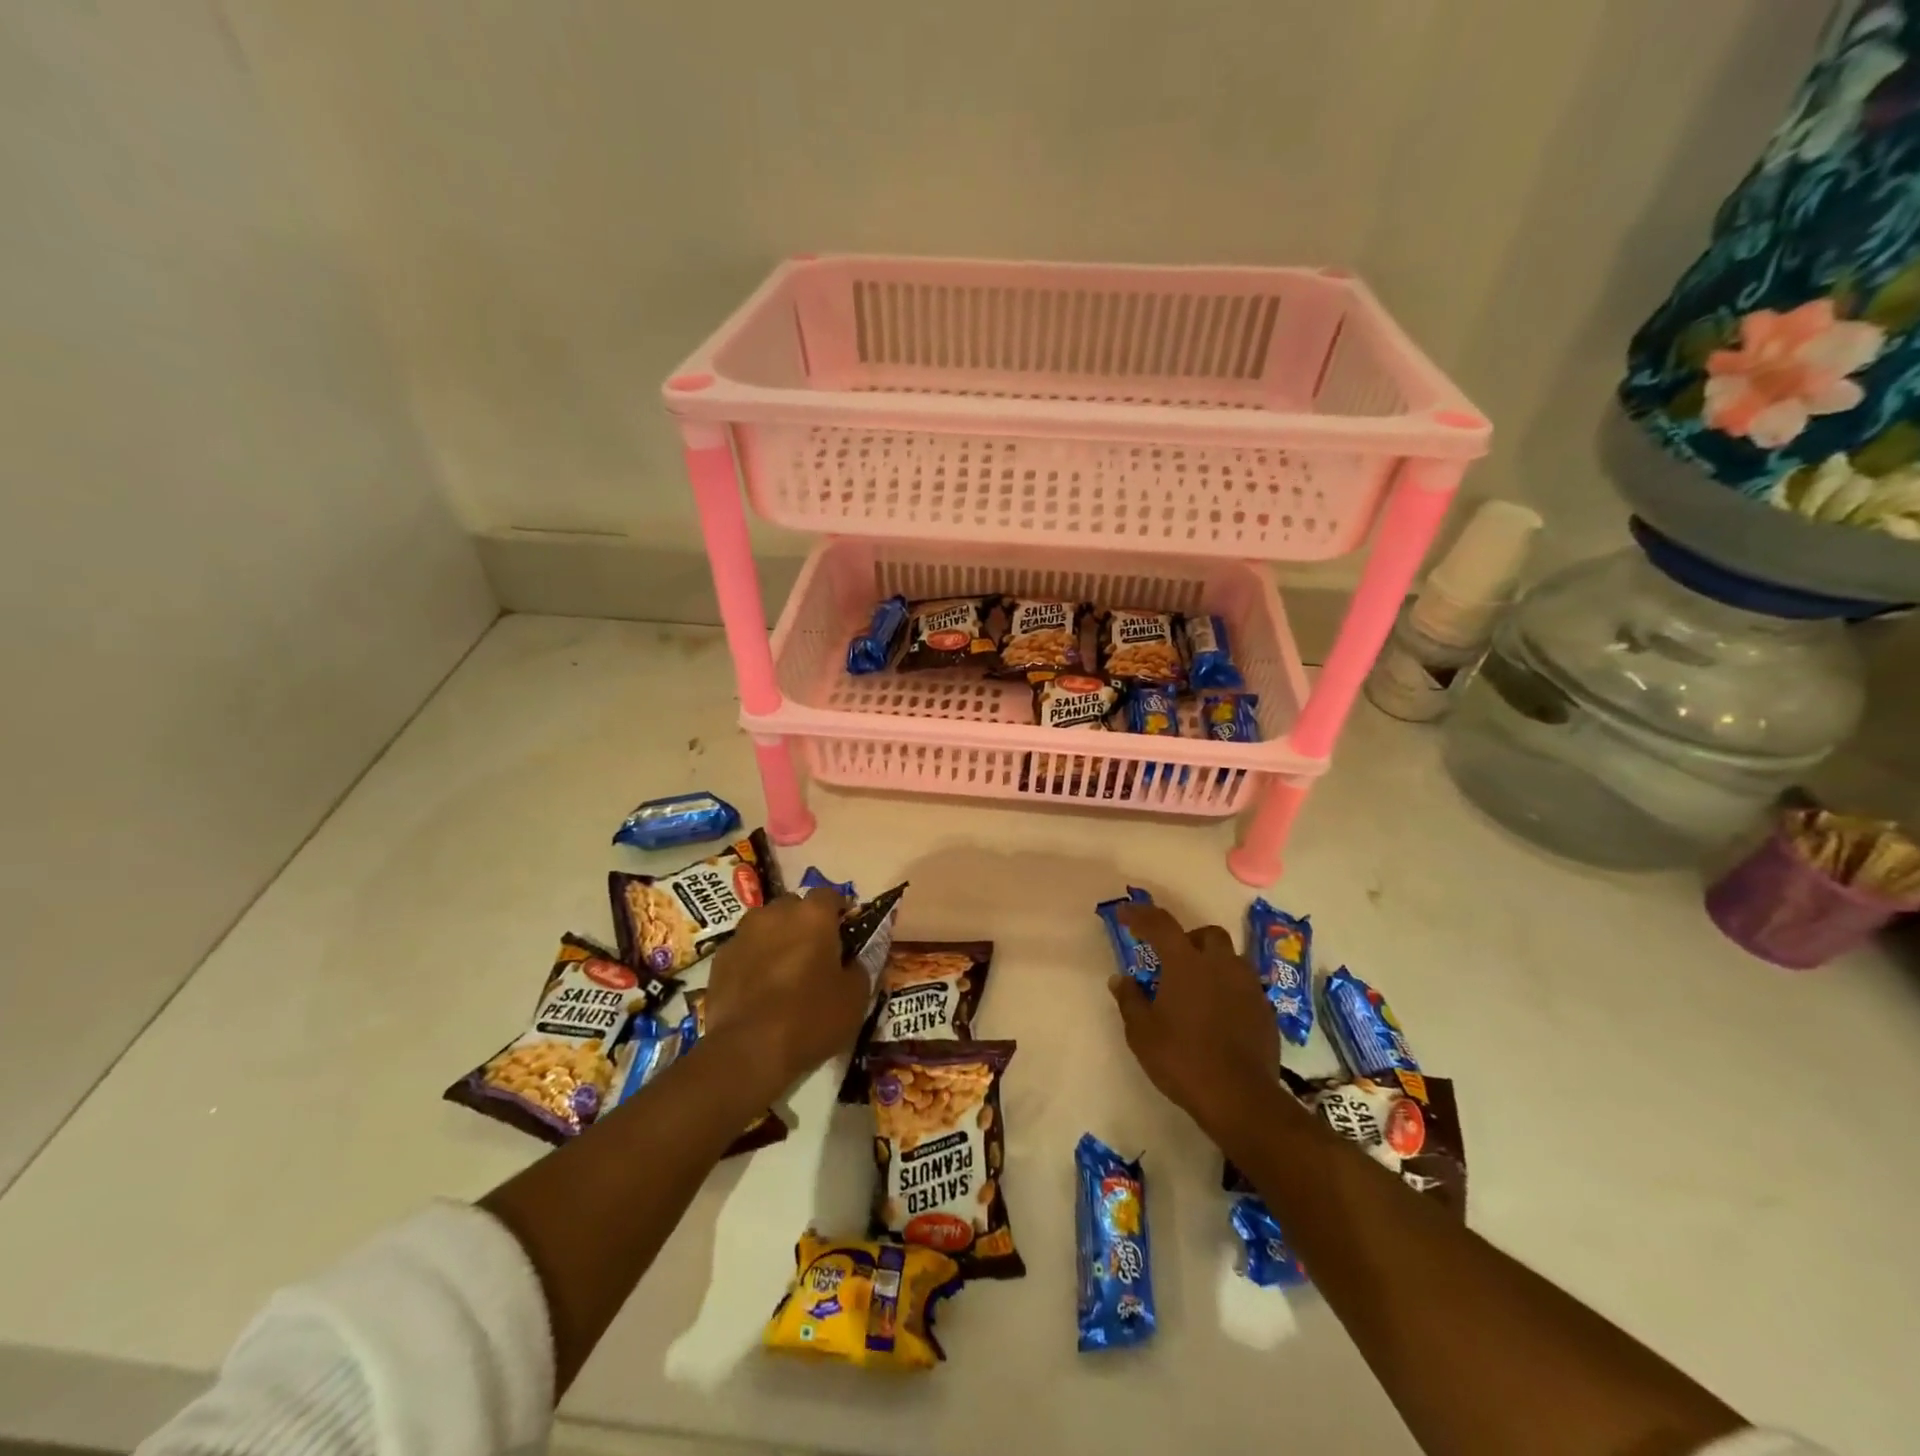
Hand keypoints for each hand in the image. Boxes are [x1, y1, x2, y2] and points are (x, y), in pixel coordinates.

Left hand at [703, 891, 870, 1091]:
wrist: (747, 1051)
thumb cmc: (810, 1018)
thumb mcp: (855, 997)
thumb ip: (858, 967)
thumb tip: (851, 961)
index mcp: (813, 915)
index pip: (830, 895)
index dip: (839, 911)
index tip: (845, 933)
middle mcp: (776, 913)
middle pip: (794, 906)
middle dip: (805, 922)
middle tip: (814, 953)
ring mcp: (743, 933)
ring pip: (766, 925)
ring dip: (777, 938)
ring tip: (783, 970)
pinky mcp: (719, 958)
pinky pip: (744, 948)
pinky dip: (753, 959)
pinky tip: (758, 988)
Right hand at [1108, 903, 1280, 1138]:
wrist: (1240, 1097)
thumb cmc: (1182, 1059)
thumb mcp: (1142, 1033)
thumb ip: (1130, 1000)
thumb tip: (1120, 979)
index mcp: (1186, 963)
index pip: (1160, 924)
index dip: (1140, 915)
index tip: (1124, 913)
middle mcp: (1220, 965)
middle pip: (1207, 934)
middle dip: (1188, 939)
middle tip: (1172, 961)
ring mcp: (1248, 986)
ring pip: (1231, 959)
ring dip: (1213, 964)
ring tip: (1198, 989)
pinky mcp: (1266, 1010)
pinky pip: (1245, 987)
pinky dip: (1230, 990)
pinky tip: (1219, 1015)